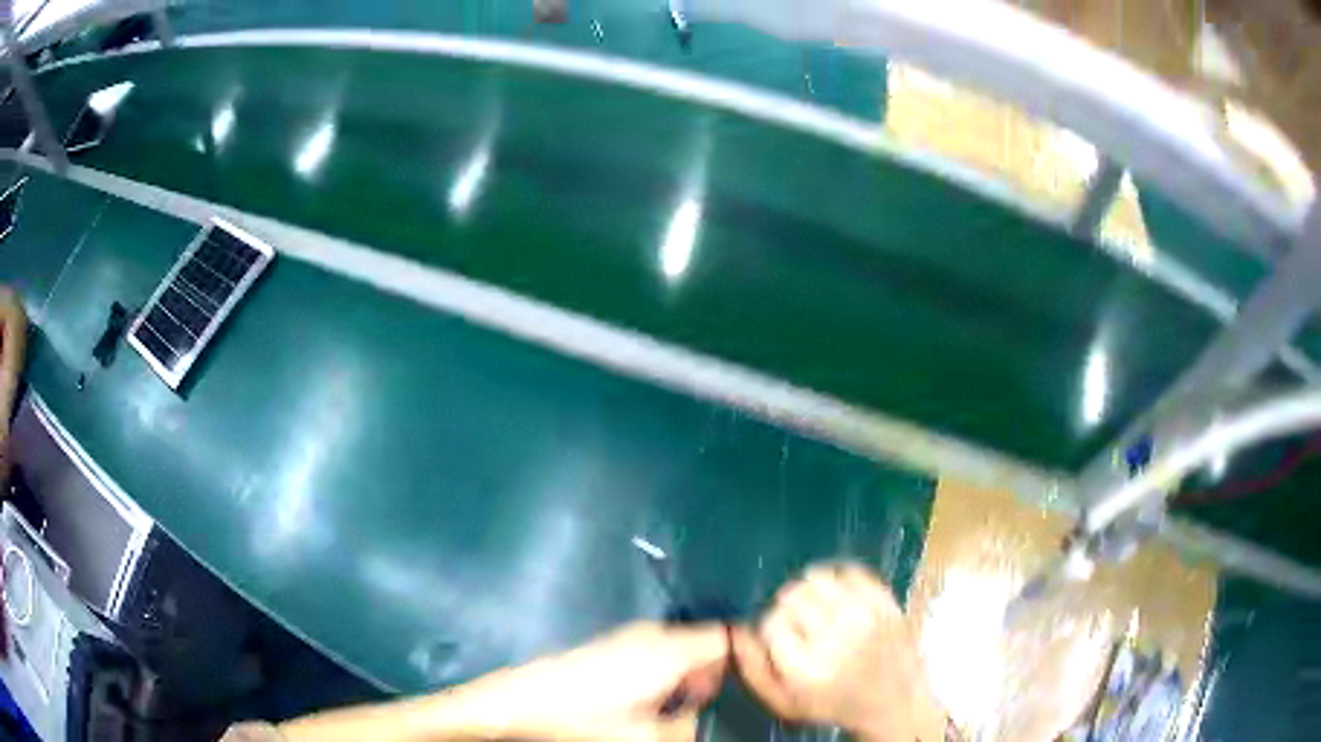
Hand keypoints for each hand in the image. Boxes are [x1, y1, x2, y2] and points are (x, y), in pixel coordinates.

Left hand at [454, 621, 729, 741]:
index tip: (739, 688)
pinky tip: (643, 697)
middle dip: (709, 674)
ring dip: (684, 675)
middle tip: (700, 704)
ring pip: (677, 649)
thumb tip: (696, 720)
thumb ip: (686, 729)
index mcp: (669, 650)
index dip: (741, 661)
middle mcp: (653, 634)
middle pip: (702, 644)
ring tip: (672, 705)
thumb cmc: (586, 717)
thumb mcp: (646, 736)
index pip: (726, 638)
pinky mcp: (610, 643)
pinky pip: (654, 651)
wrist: (523, 699)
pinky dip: (662, 671)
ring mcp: (628, 635)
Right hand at [732, 564, 945, 741]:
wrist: (894, 701)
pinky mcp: (885, 600)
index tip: (780, 640)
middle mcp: (836, 636)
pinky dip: (837, 578)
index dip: (770, 628)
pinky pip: (849, 569)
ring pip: (817, 577)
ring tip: (816, 607)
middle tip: (800, 625)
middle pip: (792, 595)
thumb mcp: (783, 702)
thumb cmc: (831, 704)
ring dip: (810, 589)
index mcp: (806, 667)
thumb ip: (751, 668)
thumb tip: (735, 628)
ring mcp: (865, 614)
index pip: (770, 622)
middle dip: (789, 608)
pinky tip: (838, 597)